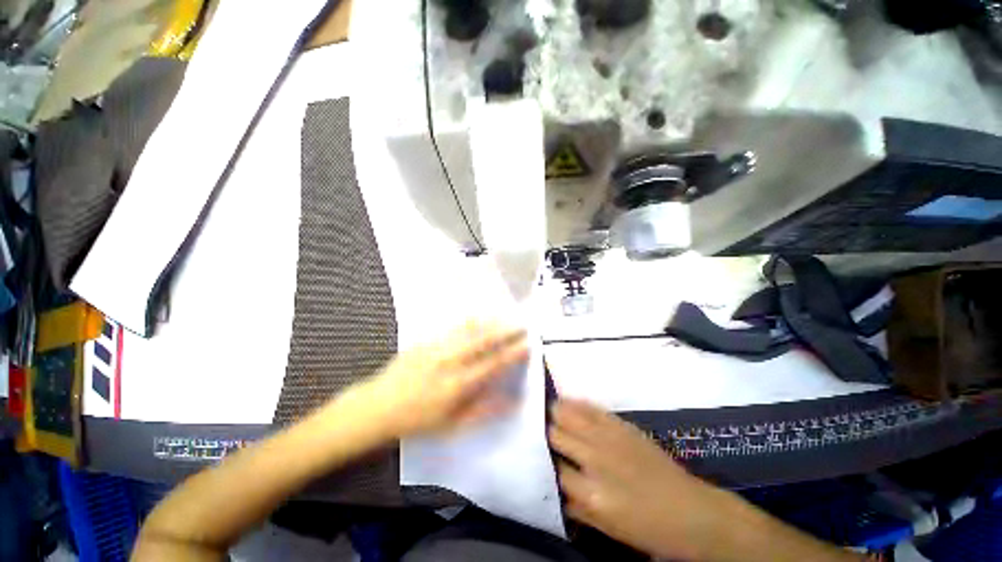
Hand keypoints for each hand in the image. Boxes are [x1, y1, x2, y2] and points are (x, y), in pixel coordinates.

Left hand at [355, 320, 528, 438]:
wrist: (377, 406)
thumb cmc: (417, 420)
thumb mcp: (452, 426)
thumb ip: (484, 411)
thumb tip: (512, 402)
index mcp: (458, 385)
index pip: (493, 364)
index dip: (512, 354)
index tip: (527, 345)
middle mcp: (450, 361)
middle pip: (483, 341)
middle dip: (506, 332)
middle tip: (522, 325)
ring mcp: (436, 348)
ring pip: (469, 330)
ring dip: (490, 323)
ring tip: (505, 317)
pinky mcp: (425, 341)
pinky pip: (452, 327)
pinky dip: (469, 321)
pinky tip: (478, 316)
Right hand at [550, 399, 729, 560]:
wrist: (692, 512)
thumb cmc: (648, 529)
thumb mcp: (608, 528)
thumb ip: (576, 505)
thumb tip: (553, 484)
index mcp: (591, 493)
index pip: (552, 467)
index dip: (542, 460)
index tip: (536, 454)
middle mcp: (595, 460)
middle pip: (556, 435)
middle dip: (546, 433)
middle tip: (541, 432)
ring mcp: (610, 438)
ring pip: (569, 414)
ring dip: (556, 413)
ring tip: (547, 411)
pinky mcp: (623, 425)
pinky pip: (592, 408)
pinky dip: (576, 404)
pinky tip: (566, 400)